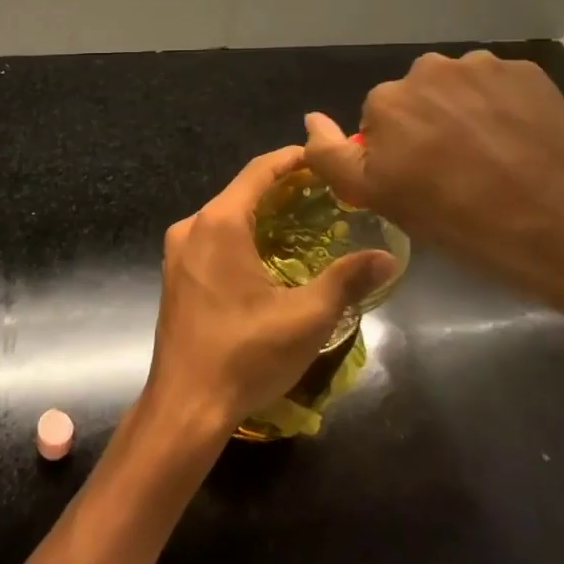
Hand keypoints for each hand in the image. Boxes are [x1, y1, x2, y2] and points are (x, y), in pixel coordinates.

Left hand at [144, 146, 397, 441]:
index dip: (292, 159)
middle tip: (324, 194)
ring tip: (303, 221)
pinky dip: (241, 234)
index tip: (323, 158)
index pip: (259, 171)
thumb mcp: (305, 317)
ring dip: (260, 213)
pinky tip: (268, 255)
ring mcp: (178, 251)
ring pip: (224, 216)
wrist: (184, 405)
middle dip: (280, 187)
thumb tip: (388, 257)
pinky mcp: (175, 274)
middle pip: (240, 191)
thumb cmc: (245, 355)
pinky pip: (212, 238)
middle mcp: (192, 227)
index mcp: (218, 223)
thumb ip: (346, 280)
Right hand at [302, 52, 563, 302]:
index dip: (398, 152)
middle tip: (458, 171)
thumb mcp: (376, 197)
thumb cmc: (455, 216)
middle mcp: (428, 69)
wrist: (556, 218)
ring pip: (461, 88)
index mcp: (387, 100)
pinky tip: (522, 142)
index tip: (421, 182)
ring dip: (468, 112)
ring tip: (496, 156)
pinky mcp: (528, 71)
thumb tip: (311, 119)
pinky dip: (505, 107)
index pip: (381, 121)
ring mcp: (482, 66)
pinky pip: (501, 86)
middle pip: (419, 98)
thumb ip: (331, 155)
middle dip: (430, 124)